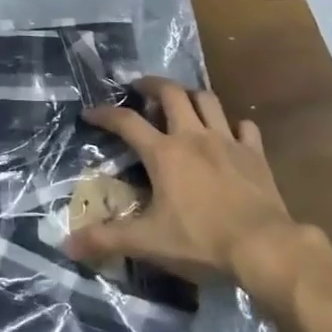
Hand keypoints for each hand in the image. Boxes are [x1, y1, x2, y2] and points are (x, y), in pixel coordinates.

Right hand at [64, 79, 331, 304]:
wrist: (264, 246)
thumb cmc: (202, 242)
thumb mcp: (148, 242)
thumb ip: (106, 239)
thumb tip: (66, 245)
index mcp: (164, 153)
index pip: (127, 122)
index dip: (106, 113)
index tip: (90, 112)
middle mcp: (193, 136)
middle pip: (171, 93)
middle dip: (152, 84)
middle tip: (140, 86)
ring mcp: (227, 141)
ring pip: (208, 100)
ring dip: (192, 95)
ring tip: (182, 100)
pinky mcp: (255, 154)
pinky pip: (245, 127)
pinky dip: (234, 125)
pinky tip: (230, 133)